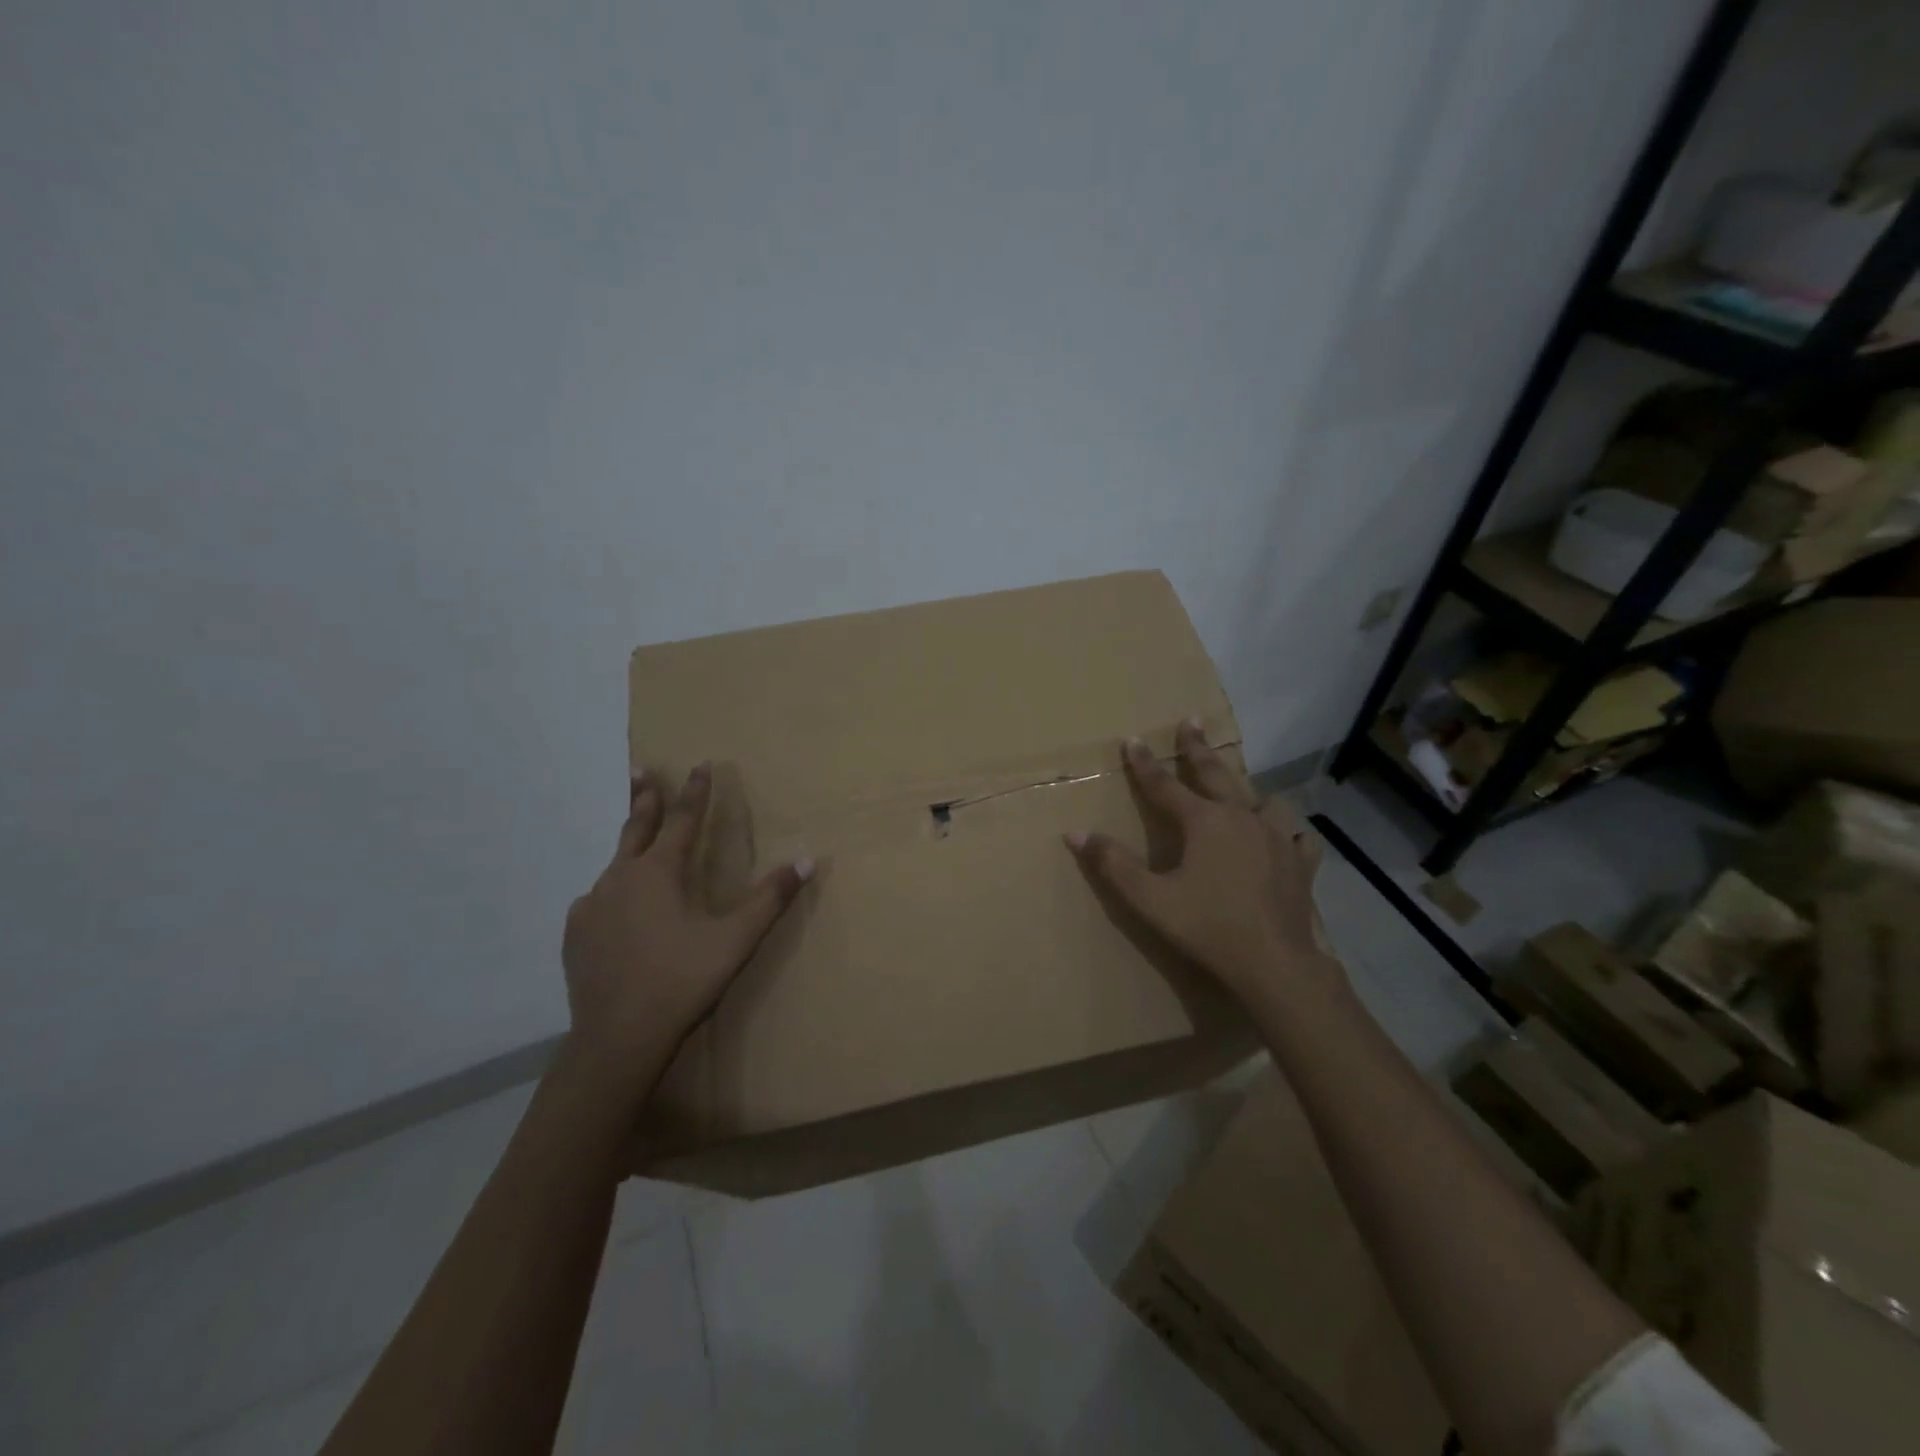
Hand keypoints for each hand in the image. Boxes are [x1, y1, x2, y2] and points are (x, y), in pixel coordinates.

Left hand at [561, 764, 812, 1093]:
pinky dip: (613, 894)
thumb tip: (808, 859)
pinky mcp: (575, 934)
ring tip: (638, 847)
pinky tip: (617, 911)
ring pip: (615, 866)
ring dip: (630, 848)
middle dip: (645, 796)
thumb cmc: (683, 980)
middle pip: (636, 827)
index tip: (701, 764)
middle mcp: (620, 878)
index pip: (684, 819)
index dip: (696, 791)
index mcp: (660, 872)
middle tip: (642, 769)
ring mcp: (592, 905)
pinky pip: (598, 901)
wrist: (618, 1038)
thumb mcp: (736, 939)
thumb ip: (771, 898)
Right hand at [1066, 720, 1340, 1011]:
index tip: (1132, 740)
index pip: (1164, 785)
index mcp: (1204, 822)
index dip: (1144, 763)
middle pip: (1217, 774)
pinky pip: (1299, 836)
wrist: (1274, 964)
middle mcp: (1242, 818)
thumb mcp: (1150, 899)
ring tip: (1243, 792)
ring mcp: (1278, 838)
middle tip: (1193, 722)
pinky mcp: (1301, 864)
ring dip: (1250, 791)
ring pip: (1265, 800)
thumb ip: (1113, 864)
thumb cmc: (1207, 927)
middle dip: (1198, 748)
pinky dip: (1290, 831)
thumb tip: (1075, 833)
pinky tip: (1287, 837)